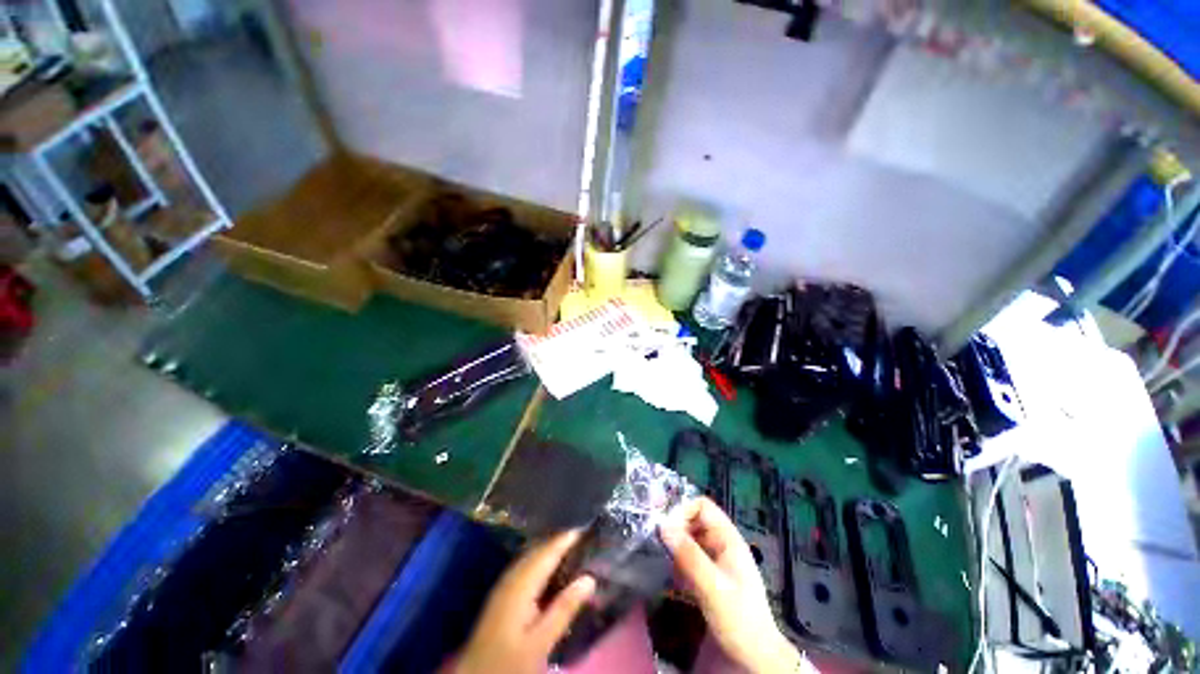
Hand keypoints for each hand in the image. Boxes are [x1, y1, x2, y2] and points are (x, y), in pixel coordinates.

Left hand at [455, 530, 596, 673]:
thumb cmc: (510, 661)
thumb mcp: (540, 642)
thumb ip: (564, 609)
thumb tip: (589, 578)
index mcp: (520, 585)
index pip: (546, 553)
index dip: (565, 539)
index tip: (585, 528)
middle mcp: (510, 578)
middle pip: (537, 551)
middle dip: (558, 541)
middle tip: (582, 536)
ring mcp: (503, 586)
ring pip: (529, 557)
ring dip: (549, 550)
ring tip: (571, 547)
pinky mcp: (502, 595)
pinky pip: (525, 567)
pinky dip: (540, 561)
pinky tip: (551, 569)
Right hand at [660, 497, 802, 673]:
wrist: (755, 657)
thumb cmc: (739, 619)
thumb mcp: (713, 587)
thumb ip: (689, 556)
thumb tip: (663, 525)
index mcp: (728, 539)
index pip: (703, 506)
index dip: (683, 510)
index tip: (666, 528)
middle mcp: (722, 544)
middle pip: (694, 520)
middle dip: (676, 527)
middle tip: (658, 542)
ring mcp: (716, 560)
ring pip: (690, 539)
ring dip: (675, 545)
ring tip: (661, 557)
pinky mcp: (709, 576)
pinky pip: (689, 557)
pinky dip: (678, 561)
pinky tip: (671, 575)